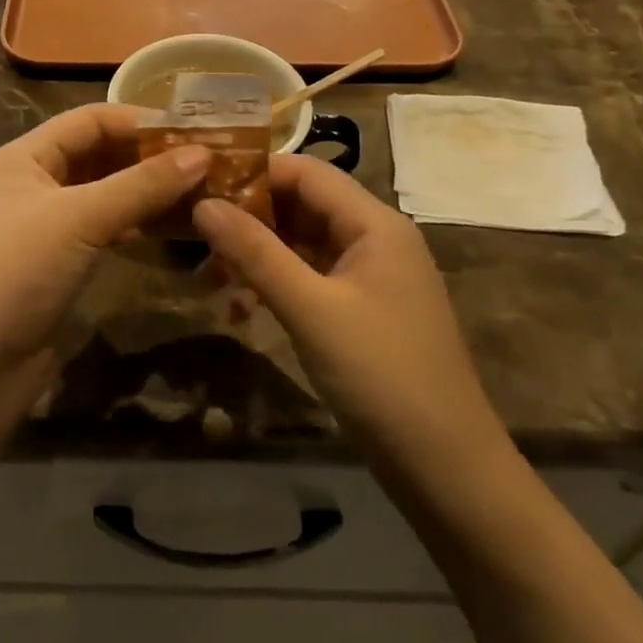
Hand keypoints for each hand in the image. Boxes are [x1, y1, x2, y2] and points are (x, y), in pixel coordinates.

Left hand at [0, 104, 210, 400]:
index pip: (88, 121)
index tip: (192, 129)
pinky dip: (134, 224)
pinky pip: (102, 231)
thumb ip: (141, 185)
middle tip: (206, 162)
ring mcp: (44, 228)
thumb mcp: (79, 219)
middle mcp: (33, 185)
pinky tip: (169, 228)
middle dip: (147, 157)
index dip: (138, 120)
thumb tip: (202, 154)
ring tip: (199, 191)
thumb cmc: (15, 273)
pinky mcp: (56, 266)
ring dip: (145, 192)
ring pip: (103, 196)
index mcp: (24, 158)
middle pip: (97, 156)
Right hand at [193, 156, 508, 469]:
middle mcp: (376, 239)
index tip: (202, 187)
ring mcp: (371, 277)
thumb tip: (203, 204)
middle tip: (195, 234)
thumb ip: (255, 252)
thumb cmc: (381, 376)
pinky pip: (312, 278)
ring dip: (258, 254)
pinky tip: (241, 306)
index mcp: (375, 224)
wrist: (448, 470)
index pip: (306, 172)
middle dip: (250, 217)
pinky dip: (277, 284)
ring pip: (304, 243)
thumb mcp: (310, 309)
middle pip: (304, 205)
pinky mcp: (363, 311)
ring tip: (208, 274)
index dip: (254, 173)